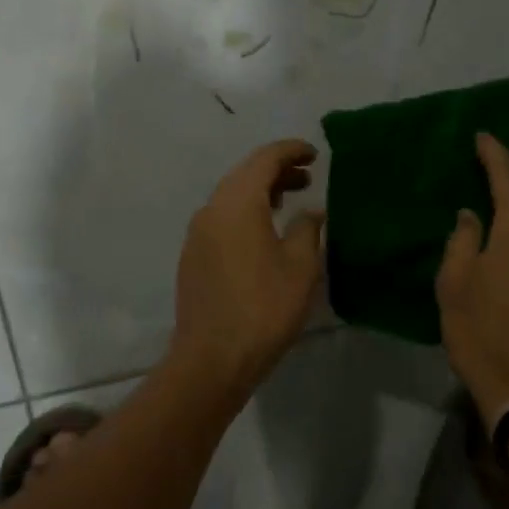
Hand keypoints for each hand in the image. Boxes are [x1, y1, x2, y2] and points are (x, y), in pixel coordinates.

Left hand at [168, 139, 324, 396]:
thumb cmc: (264, 307)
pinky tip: (264, 232)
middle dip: (277, 170)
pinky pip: (222, 219)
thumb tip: (311, 211)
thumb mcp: (301, 266)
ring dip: (261, 192)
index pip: (264, 159)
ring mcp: (197, 233)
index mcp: (237, 202)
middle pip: (244, 174)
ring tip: (290, 200)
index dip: (291, 151)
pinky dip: (246, 213)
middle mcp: (211, 209)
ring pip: (231, 197)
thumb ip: (308, 228)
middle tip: (308, 177)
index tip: (314, 153)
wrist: (213, 357)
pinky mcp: (193, 256)